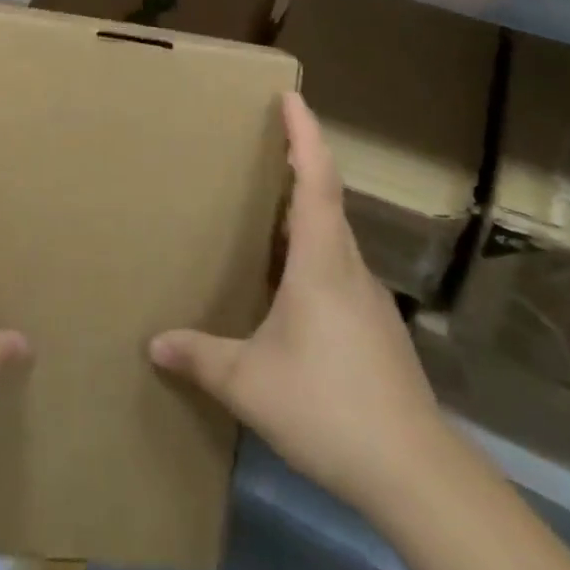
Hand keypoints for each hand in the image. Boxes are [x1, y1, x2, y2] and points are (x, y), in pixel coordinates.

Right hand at [149, 92, 448, 513]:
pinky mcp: (377, 329)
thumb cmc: (328, 407)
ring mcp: (369, 300)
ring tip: (268, 212)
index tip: (292, 97)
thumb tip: (154, 344)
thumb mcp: (249, 383)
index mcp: (322, 262)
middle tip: (267, 144)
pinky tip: (291, 287)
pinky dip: (314, 255)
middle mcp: (350, 268)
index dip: (305, 135)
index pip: (316, 181)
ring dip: (307, 212)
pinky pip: (340, 271)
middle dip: (302, 164)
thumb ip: (200, 357)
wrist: (415, 473)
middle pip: (328, 200)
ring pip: (335, 238)